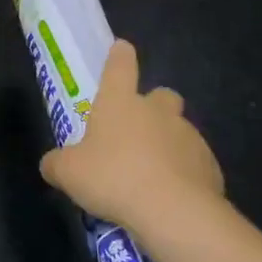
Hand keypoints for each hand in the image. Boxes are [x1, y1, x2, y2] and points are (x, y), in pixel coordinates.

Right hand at [39, 39, 223, 229]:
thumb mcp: (68, 173)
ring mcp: (188, 135)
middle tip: (135, 132)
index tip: (121, 49)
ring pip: (178, 129)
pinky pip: (193, 161)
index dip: (120, 56)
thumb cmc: (113, 179)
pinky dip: (183, 172)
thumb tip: (52, 164)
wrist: (173, 212)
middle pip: (160, 95)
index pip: (120, 65)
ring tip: (150, 175)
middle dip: (152, 107)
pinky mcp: (209, 164)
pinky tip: (170, 195)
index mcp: (120, 102)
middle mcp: (157, 110)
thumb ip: (57, 164)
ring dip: (166, 143)